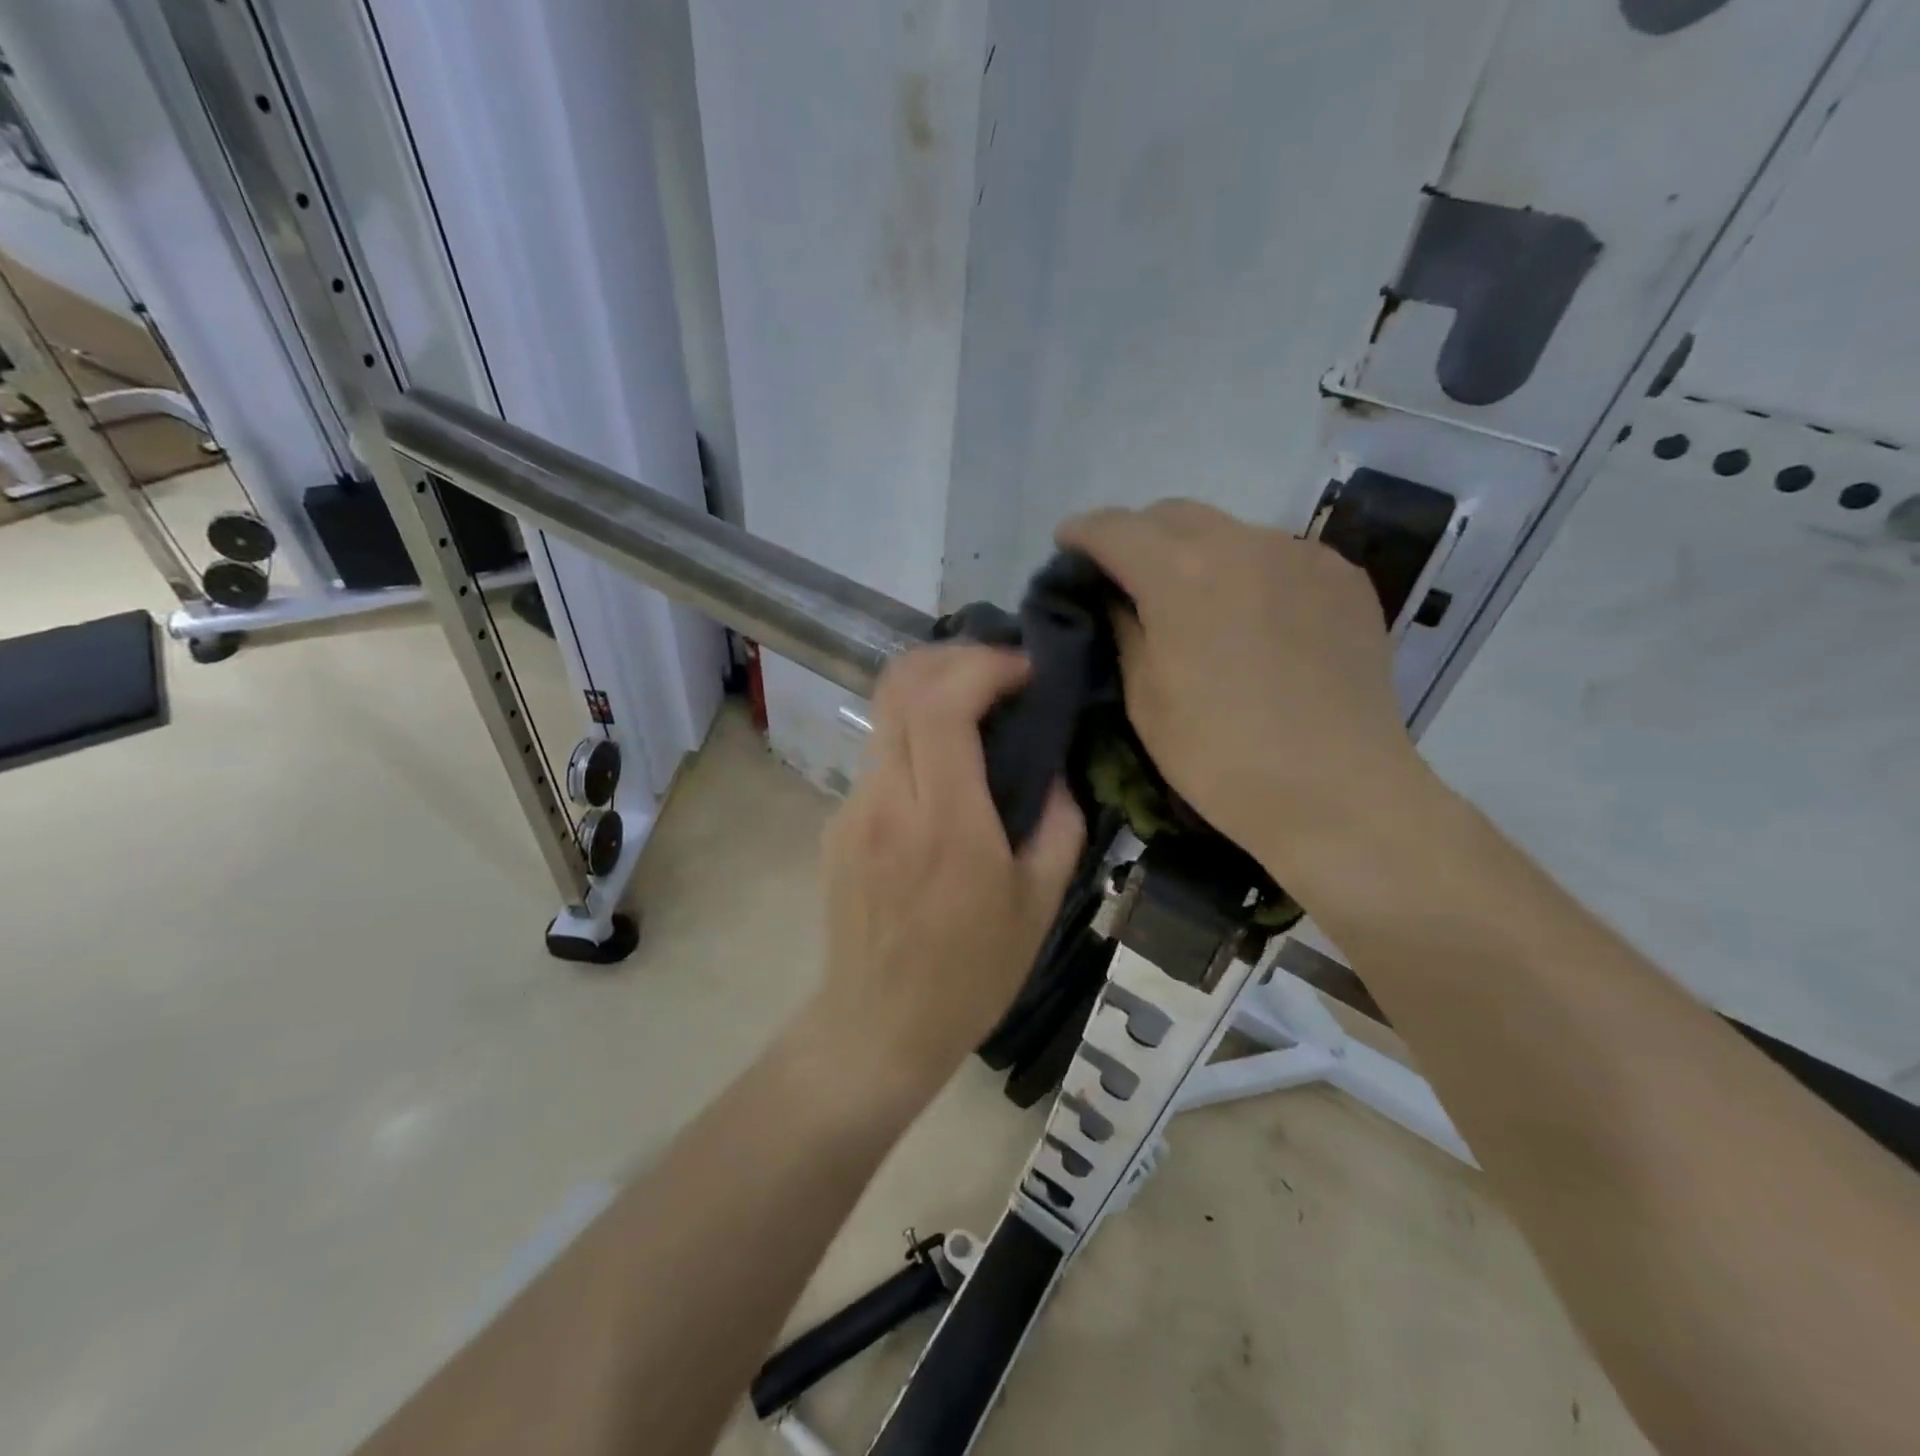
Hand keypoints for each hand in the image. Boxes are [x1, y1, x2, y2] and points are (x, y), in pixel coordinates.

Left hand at [813, 646, 1085, 1094]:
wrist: (877, 1026)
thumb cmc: (970, 975)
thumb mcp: (1039, 905)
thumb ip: (1058, 824)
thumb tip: (1052, 770)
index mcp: (945, 821)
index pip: (943, 704)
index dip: (984, 666)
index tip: (1025, 669)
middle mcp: (887, 800)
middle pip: (900, 686)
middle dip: (953, 657)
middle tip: (999, 671)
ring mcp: (851, 809)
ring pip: (884, 716)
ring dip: (932, 694)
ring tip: (977, 713)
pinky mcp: (836, 824)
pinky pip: (878, 759)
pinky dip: (914, 739)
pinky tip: (942, 774)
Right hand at [1058, 499, 1429, 881]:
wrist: (1337, 792)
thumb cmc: (1220, 756)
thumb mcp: (1145, 698)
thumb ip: (1125, 630)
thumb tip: (1119, 598)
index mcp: (1181, 575)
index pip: (1115, 528)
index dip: (1082, 532)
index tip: (1067, 545)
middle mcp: (1243, 543)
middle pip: (1172, 514)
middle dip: (1138, 534)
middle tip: (1124, 574)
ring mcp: (1301, 555)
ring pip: (1229, 530)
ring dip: (1196, 552)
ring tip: (1194, 600)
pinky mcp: (1343, 577)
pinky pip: (1278, 555)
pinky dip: (1249, 572)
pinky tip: (1253, 617)